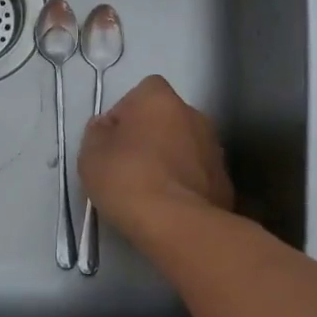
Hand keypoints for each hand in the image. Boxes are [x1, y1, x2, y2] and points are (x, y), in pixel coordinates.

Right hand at [78, 76, 232, 239]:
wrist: (177, 224)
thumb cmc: (127, 178)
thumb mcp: (91, 154)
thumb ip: (98, 133)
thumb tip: (107, 128)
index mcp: (160, 99)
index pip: (142, 93)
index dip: (126, 115)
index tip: (113, 141)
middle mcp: (193, 114)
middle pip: (166, 119)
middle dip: (151, 136)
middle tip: (129, 166)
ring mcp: (214, 147)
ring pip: (185, 147)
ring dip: (171, 160)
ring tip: (151, 190)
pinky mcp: (225, 180)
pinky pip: (198, 174)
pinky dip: (186, 184)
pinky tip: (171, 207)